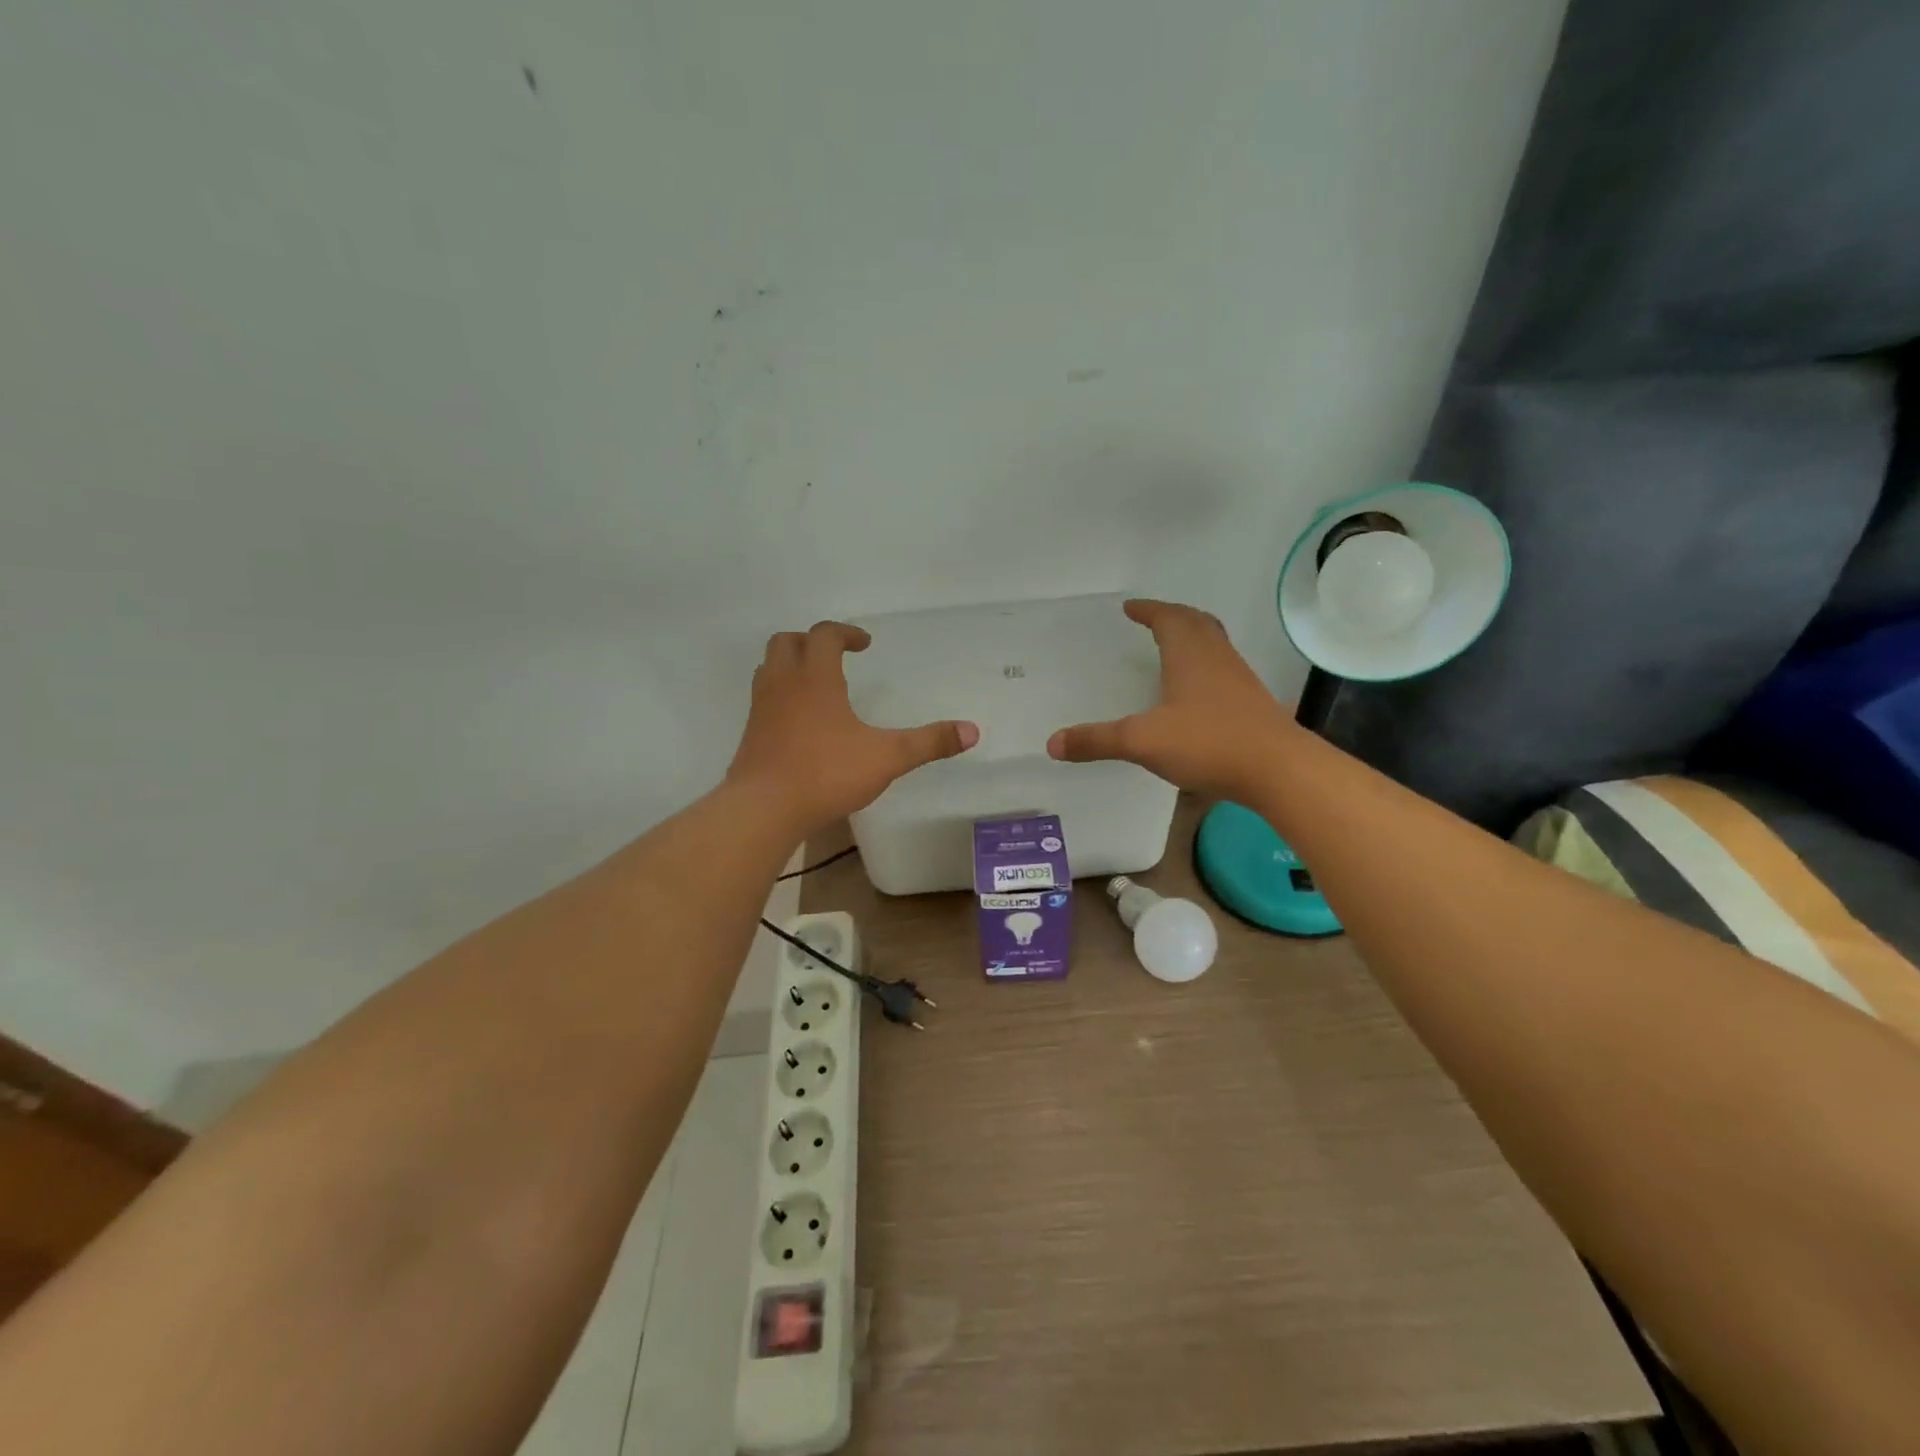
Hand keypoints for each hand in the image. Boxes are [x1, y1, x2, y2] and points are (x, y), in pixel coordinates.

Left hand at [727, 621, 978, 834]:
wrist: (763, 809)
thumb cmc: (826, 773)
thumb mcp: (887, 758)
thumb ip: (929, 742)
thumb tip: (972, 730)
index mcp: (815, 678)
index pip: (825, 635)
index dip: (846, 633)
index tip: (865, 644)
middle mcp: (783, 684)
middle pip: (787, 642)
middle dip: (811, 641)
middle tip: (835, 656)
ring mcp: (761, 709)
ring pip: (769, 668)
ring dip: (791, 665)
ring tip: (817, 683)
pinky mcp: (750, 734)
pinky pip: (763, 699)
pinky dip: (781, 696)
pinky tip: (800, 722)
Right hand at [1047, 599, 1298, 799]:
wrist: (1278, 770)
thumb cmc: (1208, 742)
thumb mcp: (1142, 741)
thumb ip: (1097, 740)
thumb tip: (1052, 743)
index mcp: (1190, 654)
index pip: (1168, 618)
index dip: (1148, 610)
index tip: (1130, 608)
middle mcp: (1217, 658)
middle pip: (1197, 623)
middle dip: (1173, 617)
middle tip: (1153, 620)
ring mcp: (1240, 681)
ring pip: (1215, 646)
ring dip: (1193, 639)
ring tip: (1172, 650)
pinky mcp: (1252, 705)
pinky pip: (1224, 671)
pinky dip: (1205, 668)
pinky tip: (1196, 695)